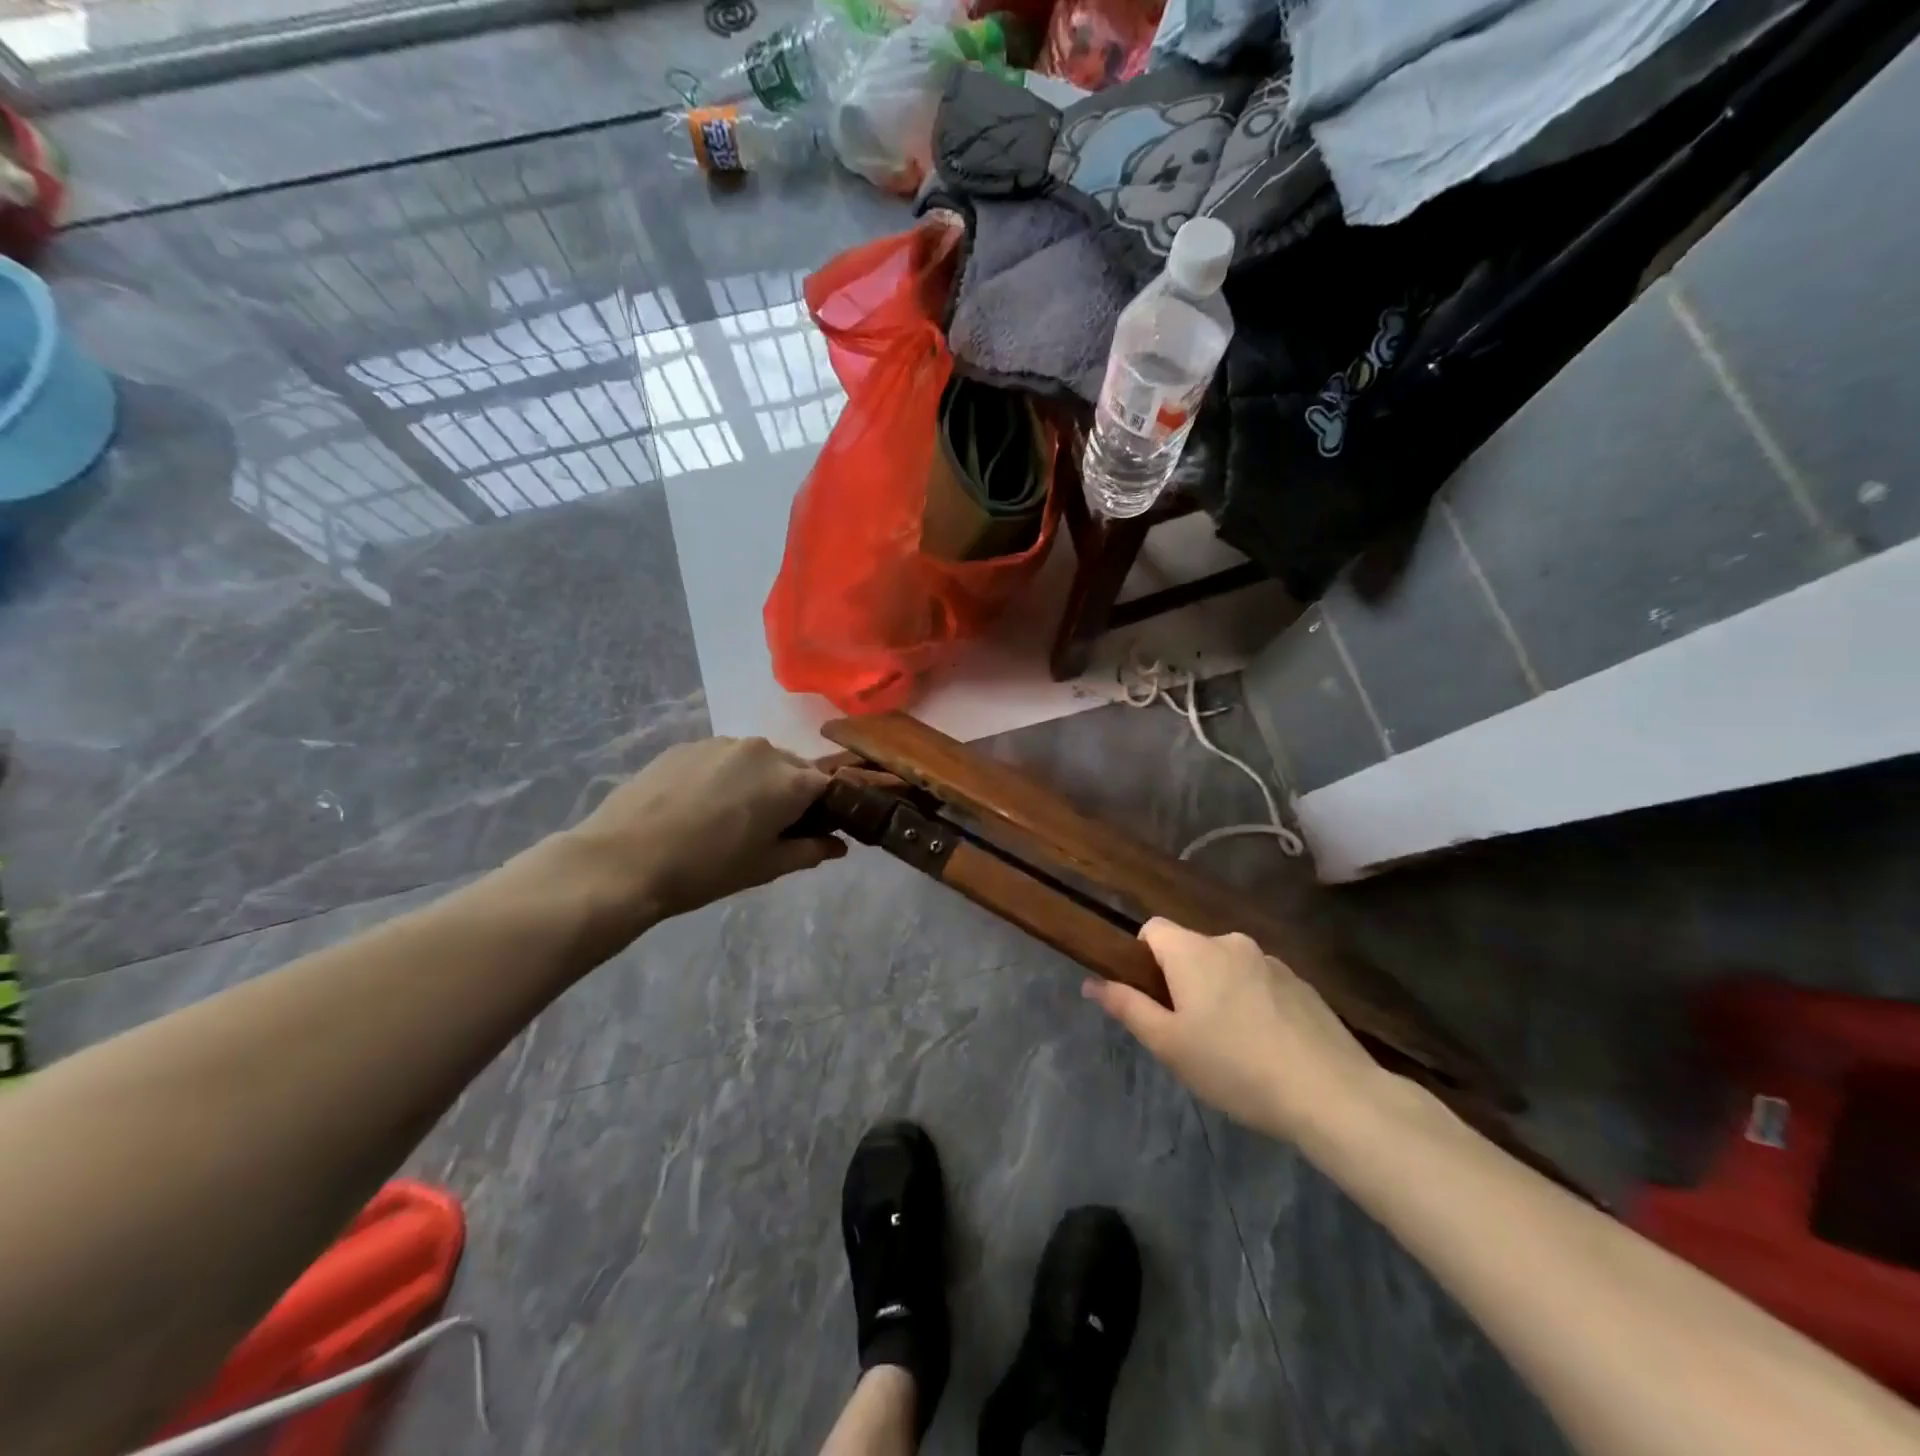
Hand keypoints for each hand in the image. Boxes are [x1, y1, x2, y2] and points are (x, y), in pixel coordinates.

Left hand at [557, 737, 845, 931]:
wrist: (623, 860)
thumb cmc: (706, 870)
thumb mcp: (765, 868)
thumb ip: (809, 851)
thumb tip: (838, 846)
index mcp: (790, 780)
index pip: (828, 785)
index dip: (825, 808)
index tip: (812, 830)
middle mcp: (763, 750)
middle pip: (793, 767)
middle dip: (791, 792)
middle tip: (770, 827)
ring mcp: (721, 743)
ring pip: (756, 760)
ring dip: (756, 781)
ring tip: (729, 815)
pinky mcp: (687, 745)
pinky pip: (721, 758)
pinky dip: (722, 776)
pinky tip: (699, 805)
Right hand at [1082, 919, 1380, 1145]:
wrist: (1331, 1093)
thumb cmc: (1234, 1066)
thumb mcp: (1169, 1045)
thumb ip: (1127, 1007)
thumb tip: (1091, 982)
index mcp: (1192, 951)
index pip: (1152, 928)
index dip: (1142, 958)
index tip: (1152, 999)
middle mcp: (1230, 942)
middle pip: (1191, 949)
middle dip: (1182, 980)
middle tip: (1188, 1033)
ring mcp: (1271, 961)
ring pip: (1227, 967)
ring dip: (1220, 991)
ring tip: (1232, 1046)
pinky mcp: (1303, 983)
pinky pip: (1261, 983)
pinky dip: (1254, 1003)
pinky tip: (1267, 1047)